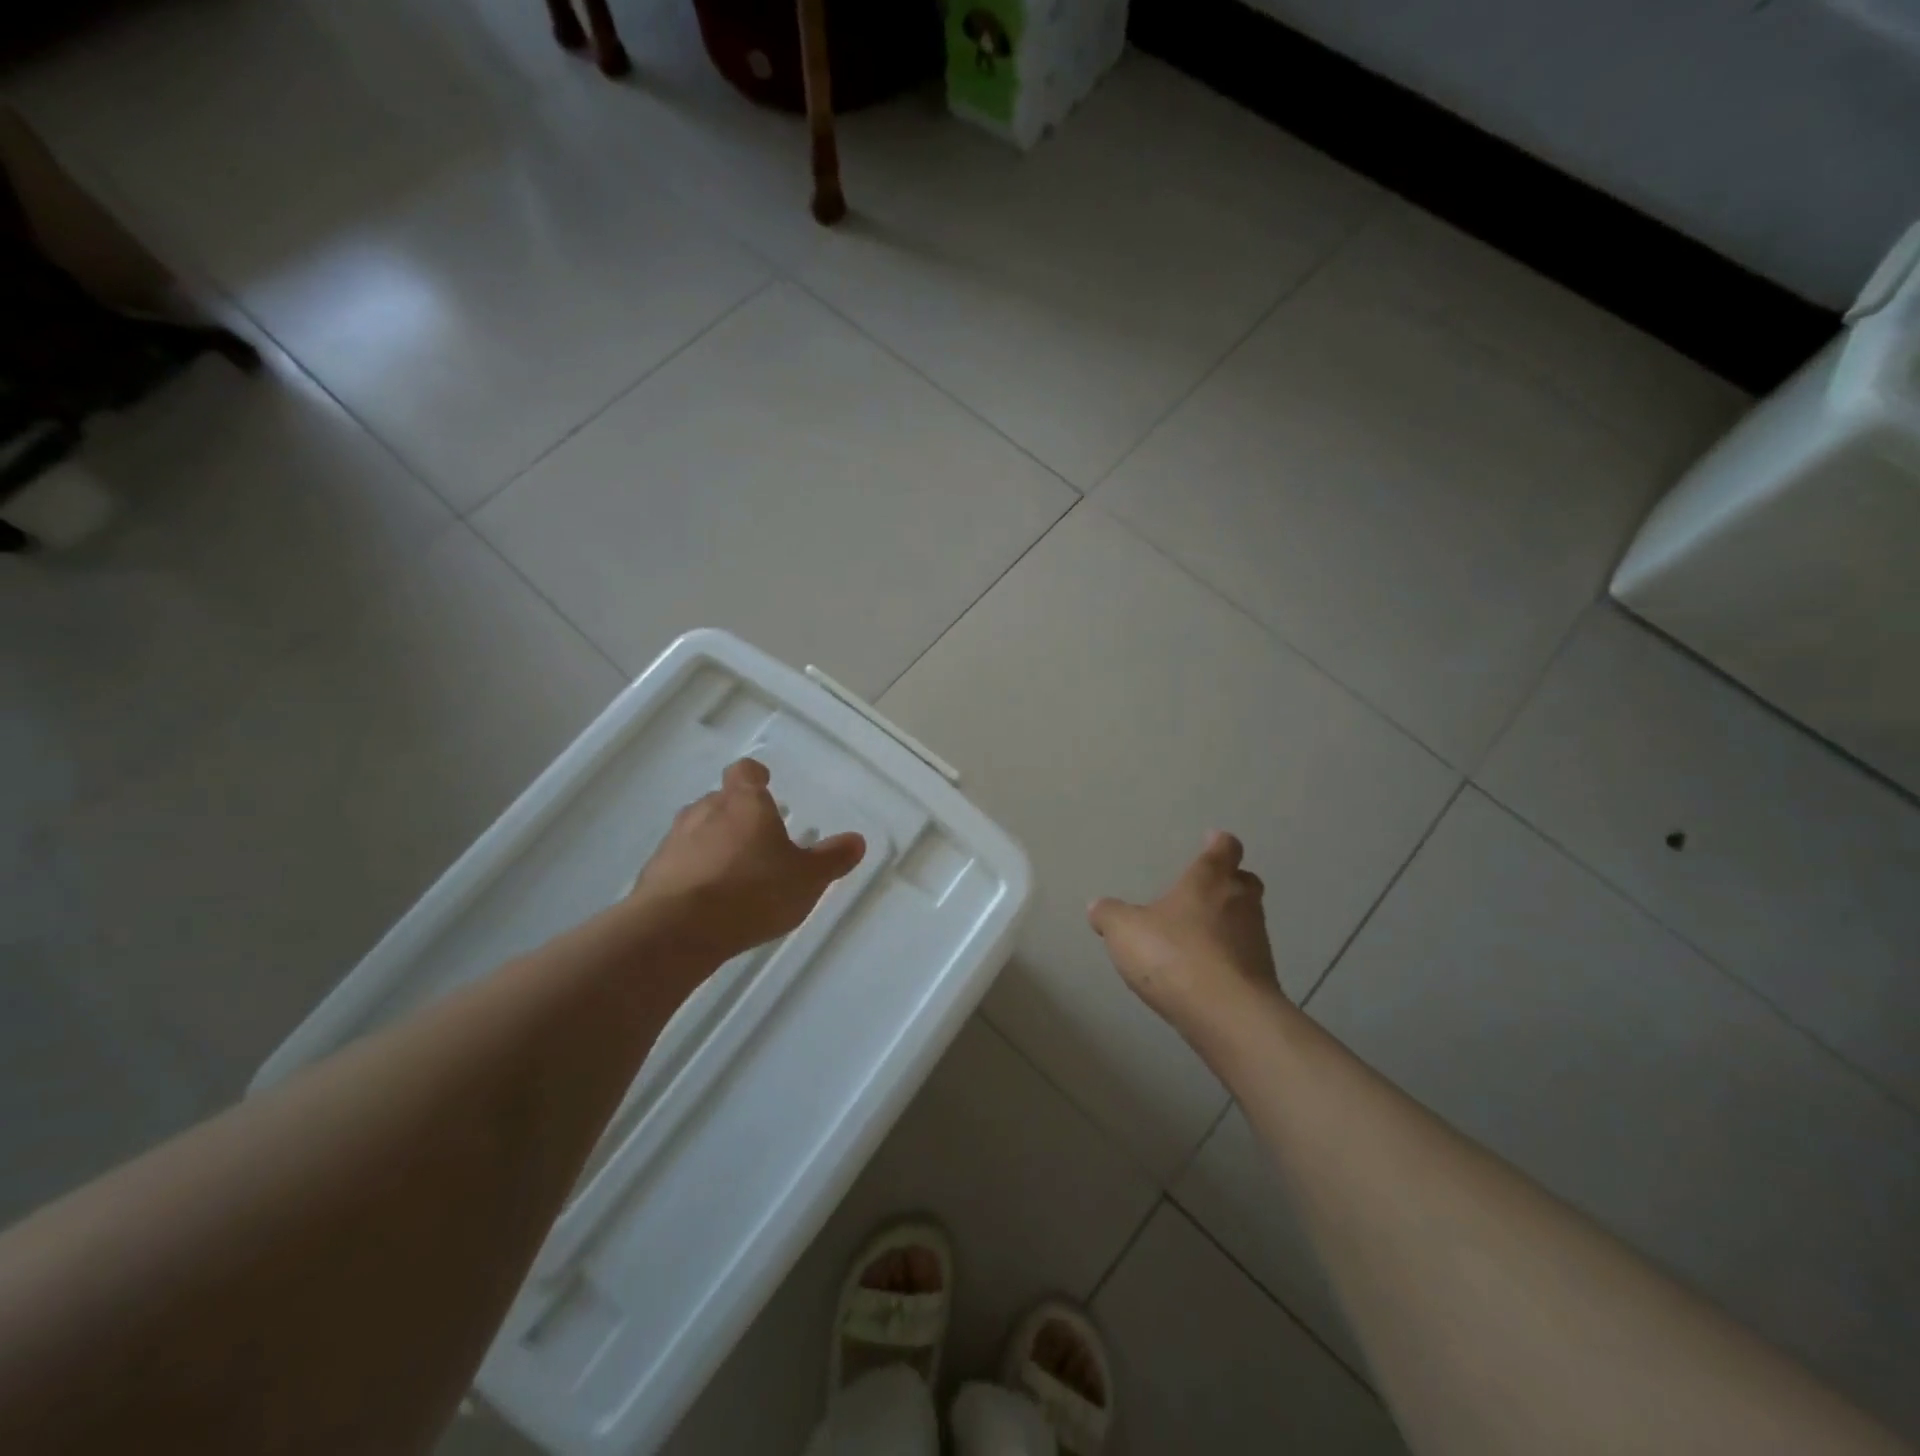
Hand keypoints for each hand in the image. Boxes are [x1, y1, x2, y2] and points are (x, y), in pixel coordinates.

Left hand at [630, 758, 865, 963]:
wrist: (677, 930)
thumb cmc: (752, 891)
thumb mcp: (806, 879)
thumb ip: (831, 859)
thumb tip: (856, 840)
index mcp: (744, 803)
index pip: (745, 772)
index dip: (755, 776)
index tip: (764, 783)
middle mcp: (705, 811)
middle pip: (720, 801)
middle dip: (737, 814)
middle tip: (757, 837)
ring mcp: (674, 841)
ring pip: (697, 831)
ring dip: (713, 843)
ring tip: (733, 871)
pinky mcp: (653, 874)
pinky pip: (679, 863)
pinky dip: (693, 872)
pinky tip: (708, 899)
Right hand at [1088, 832, 1283, 1046]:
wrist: (1227, 1015)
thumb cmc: (1174, 955)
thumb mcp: (1125, 931)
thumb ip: (1109, 915)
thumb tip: (1097, 906)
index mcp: (1209, 880)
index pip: (1224, 849)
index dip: (1218, 844)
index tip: (1212, 841)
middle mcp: (1240, 903)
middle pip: (1245, 882)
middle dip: (1230, 882)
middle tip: (1206, 889)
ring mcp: (1257, 942)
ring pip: (1247, 920)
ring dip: (1229, 923)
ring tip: (1199, 936)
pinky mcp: (1262, 978)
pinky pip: (1244, 957)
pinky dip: (1229, 958)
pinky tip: (1205, 973)